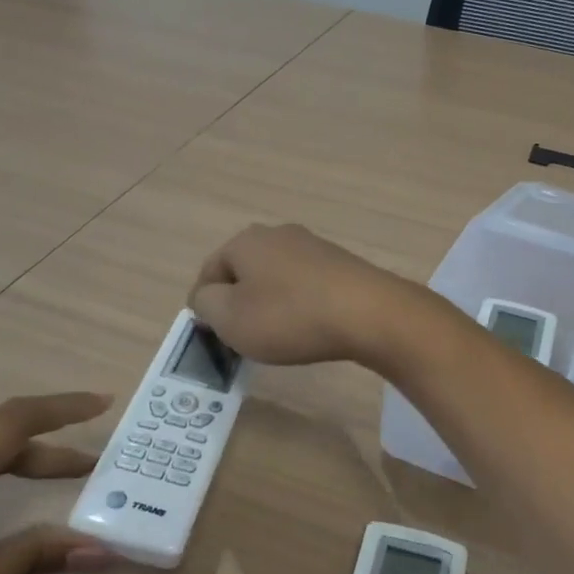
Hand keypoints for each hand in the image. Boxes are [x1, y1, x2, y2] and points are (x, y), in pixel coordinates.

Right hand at [188, 223, 429, 368]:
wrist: (368, 313)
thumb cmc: (289, 316)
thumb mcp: (229, 318)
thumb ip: (205, 304)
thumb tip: (207, 297)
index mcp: (245, 240)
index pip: (209, 272)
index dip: (205, 307)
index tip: (214, 337)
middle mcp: (278, 234)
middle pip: (243, 272)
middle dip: (239, 304)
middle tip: (244, 338)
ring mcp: (313, 246)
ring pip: (275, 279)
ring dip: (270, 306)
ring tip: (278, 337)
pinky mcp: (341, 263)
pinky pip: (305, 286)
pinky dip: (299, 306)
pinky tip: (309, 328)